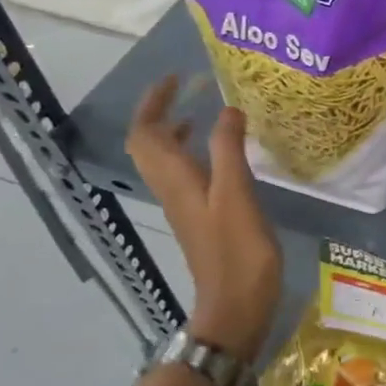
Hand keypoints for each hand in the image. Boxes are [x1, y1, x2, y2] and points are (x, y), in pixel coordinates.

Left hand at [126, 76, 281, 363]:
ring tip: (199, 113)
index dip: (154, 103)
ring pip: (163, 161)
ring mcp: (183, 206)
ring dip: (173, 132)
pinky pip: (182, 175)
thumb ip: (229, 150)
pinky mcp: (198, 218)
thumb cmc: (238, 252)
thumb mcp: (238, 195)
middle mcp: (171, 190)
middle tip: (185, 90)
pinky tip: (220, 155)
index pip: (146, 133)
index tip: (176, 78)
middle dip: (159, 112)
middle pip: (147, 145)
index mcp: (176, 180)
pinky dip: (192, 153)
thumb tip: (226, 109)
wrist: (235, 307)